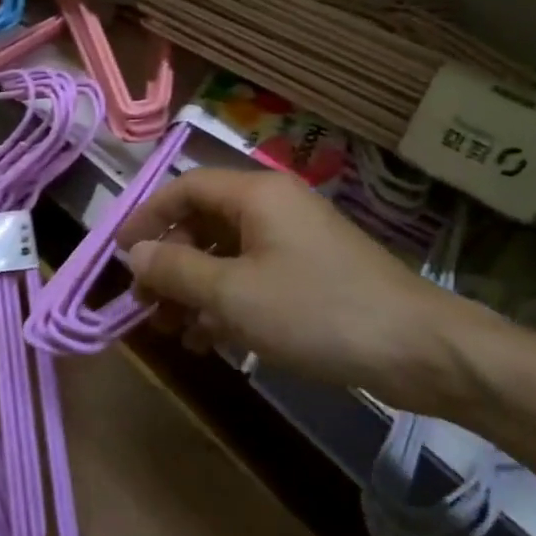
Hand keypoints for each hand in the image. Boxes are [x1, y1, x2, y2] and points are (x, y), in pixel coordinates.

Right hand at [115, 169, 494, 414]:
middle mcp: (274, 207)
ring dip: (195, 289)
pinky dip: (227, 303)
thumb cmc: (316, 310)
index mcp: (256, 194)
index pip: (185, 187)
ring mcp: (295, 240)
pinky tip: (211, 342)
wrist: (417, 348)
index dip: (147, 216)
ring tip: (173, 332)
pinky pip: (254, 277)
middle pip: (204, 222)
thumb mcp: (234, 294)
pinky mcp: (311, 273)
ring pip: (227, 255)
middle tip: (145, 305)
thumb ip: (177, 271)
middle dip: (170, 263)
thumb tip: (134, 255)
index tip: (119, 254)